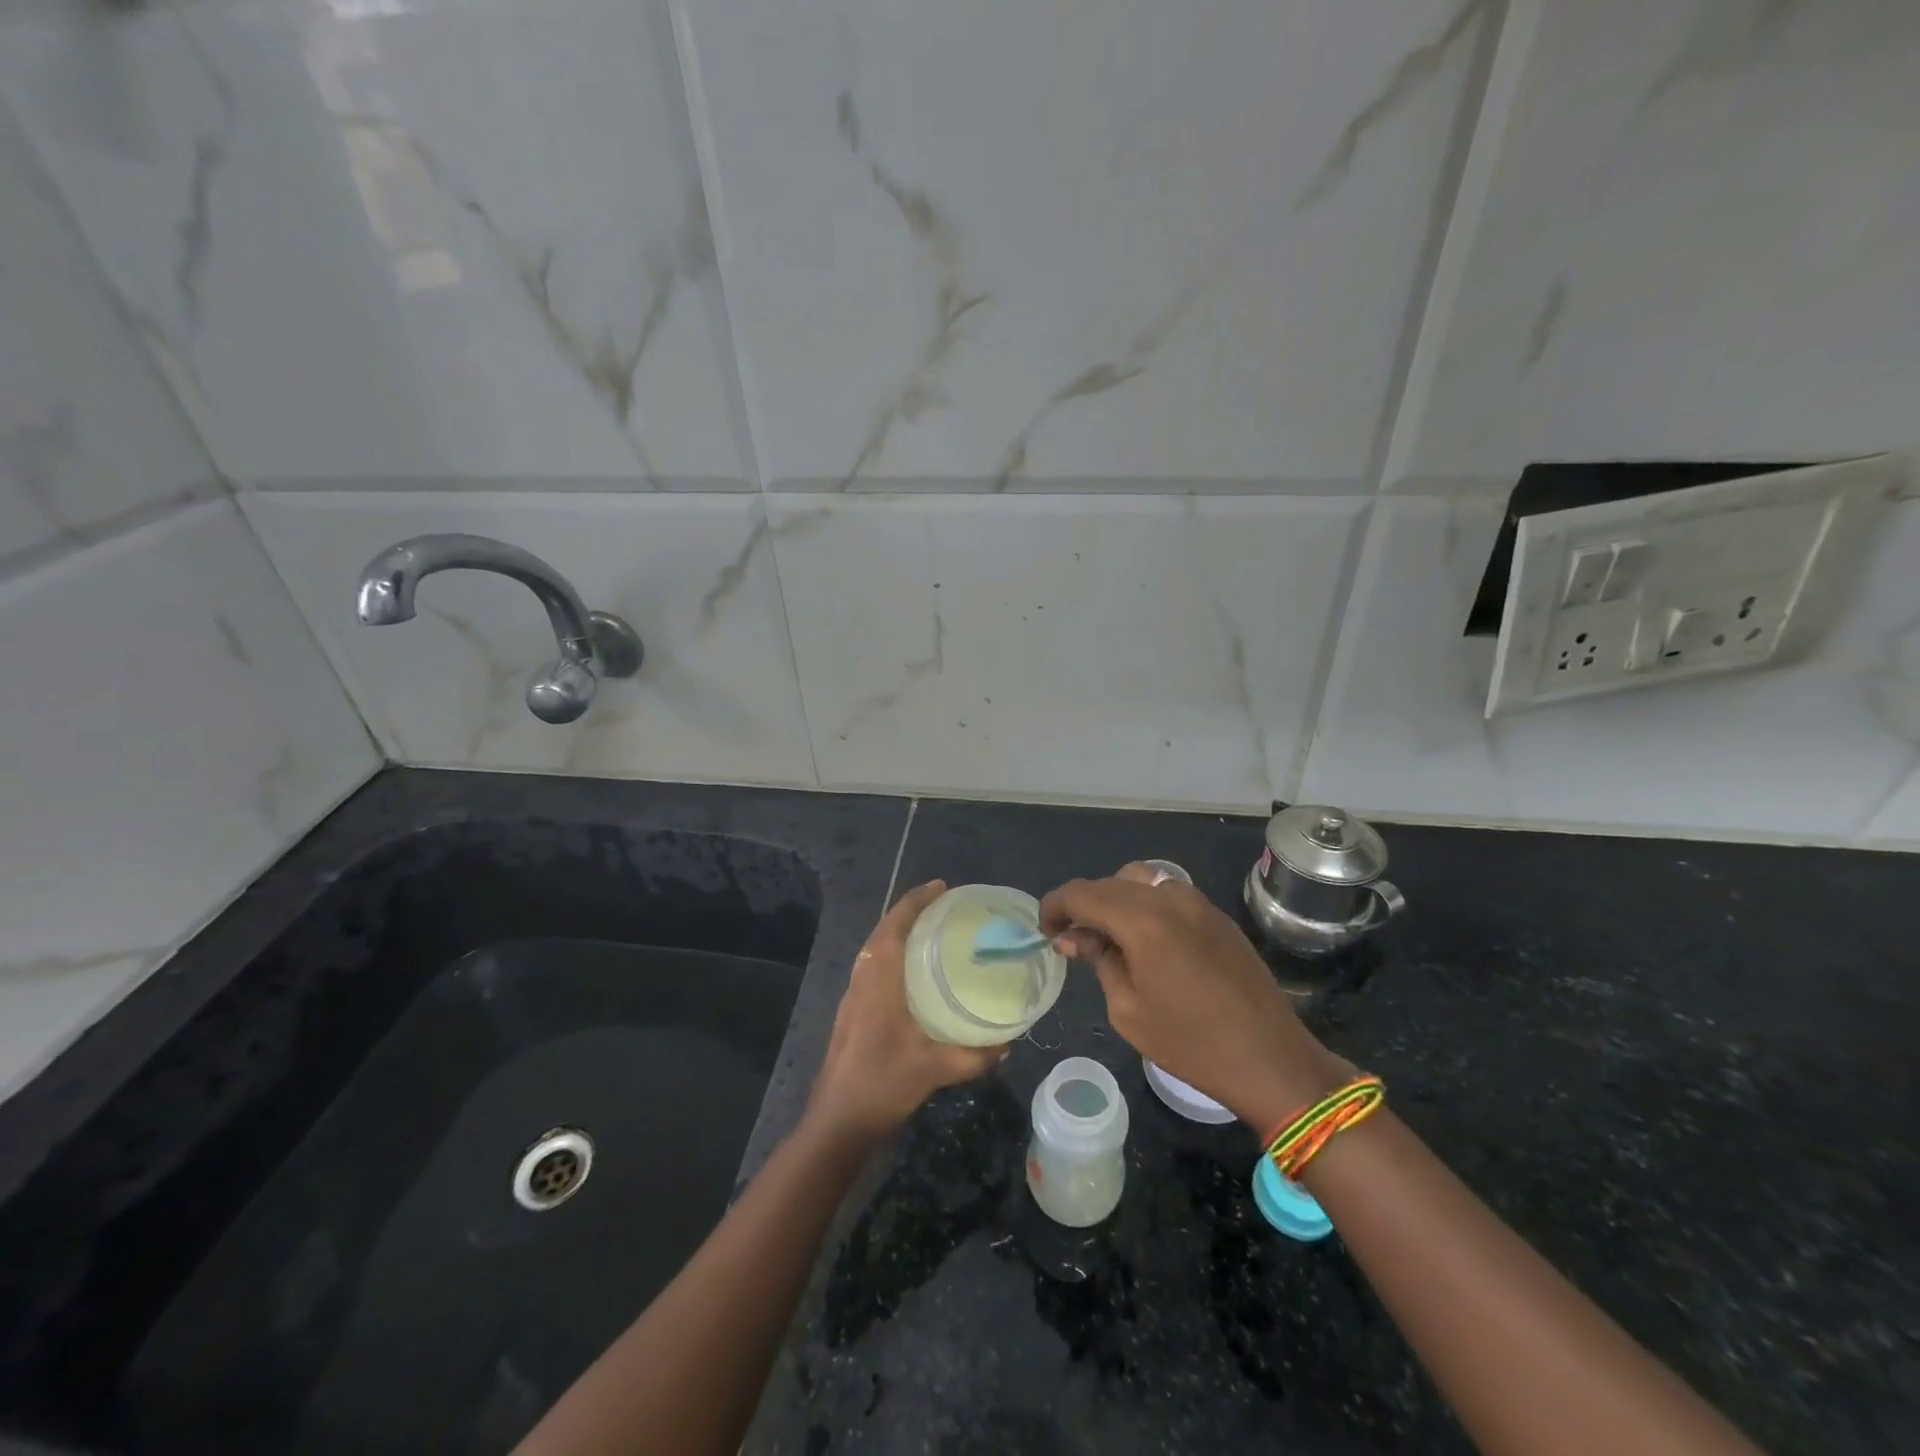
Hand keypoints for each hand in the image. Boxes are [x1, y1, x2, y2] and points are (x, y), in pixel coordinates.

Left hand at [806, 880, 1007, 1141]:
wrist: (836, 1122)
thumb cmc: (882, 1084)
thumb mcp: (935, 1069)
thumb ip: (975, 1056)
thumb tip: (1009, 1043)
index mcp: (879, 979)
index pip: (895, 925)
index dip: (916, 901)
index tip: (941, 887)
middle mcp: (863, 979)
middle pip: (882, 931)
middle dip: (909, 912)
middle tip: (943, 906)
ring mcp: (853, 996)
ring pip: (874, 949)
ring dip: (897, 932)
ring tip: (931, 932)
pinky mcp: (851, 1013)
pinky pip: (872, 967)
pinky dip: (891, 955)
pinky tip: (913, 975)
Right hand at [1041, 864, 1349, 1131]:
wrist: (1271, 1058)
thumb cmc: (1190, 1043)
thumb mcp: (1127, 1008)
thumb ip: (1098, 960)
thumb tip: (1073, 937)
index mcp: (1142, 920)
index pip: (1082, 893)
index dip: (1055, 906)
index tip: (1045, 931)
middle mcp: (1169, 898)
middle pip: (1111, 882)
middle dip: (1085, 904)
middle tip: (1074, 939)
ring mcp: (1198, 902)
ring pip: (1142, 881)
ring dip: (1117, 900)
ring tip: (1110, 937)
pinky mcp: (1217, 915)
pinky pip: (1169, 894)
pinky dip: (1146, 905)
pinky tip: (1146, 941)